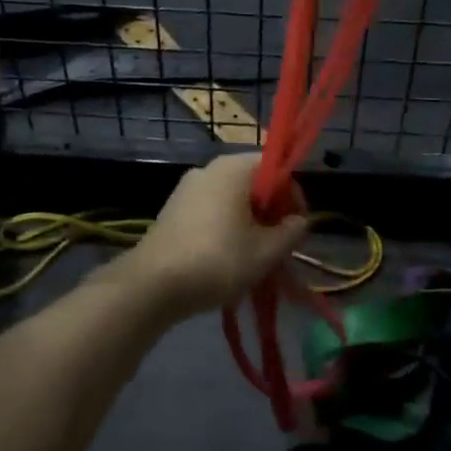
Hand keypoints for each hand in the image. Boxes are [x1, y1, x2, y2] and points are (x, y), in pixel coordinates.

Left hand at [118, 155, 307, 322]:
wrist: (151, 285)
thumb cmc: (217, 260)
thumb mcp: (265, 252)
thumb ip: (290, 232)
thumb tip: (299, 221)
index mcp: (233, 168)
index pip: (274, 166)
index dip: (292, 195)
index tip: (297, 227)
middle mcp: (209, 169)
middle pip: (252, 182)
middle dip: (271, 212)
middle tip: (280, 245)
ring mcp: (187, 188)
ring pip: (231, 199)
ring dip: (249, 222)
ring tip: (256, 257)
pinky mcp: (173, 209)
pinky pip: (211, 210)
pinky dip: (226, 227)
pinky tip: (228, 259)